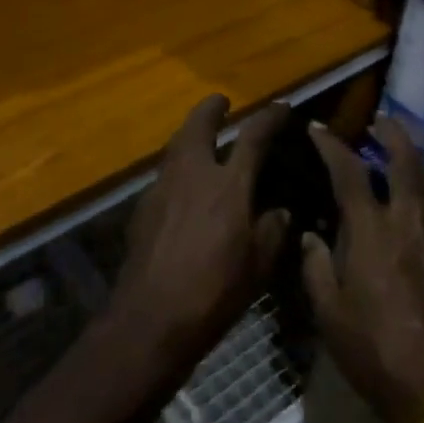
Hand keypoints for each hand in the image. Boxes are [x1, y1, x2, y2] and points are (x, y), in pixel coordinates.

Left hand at [103, 95, 291, 391]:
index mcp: (228, 184)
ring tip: (201, 139)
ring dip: (189, 135)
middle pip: (198, 125)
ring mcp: (162, 189)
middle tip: (221, 102)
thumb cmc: (213, 293)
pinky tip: (182, 188)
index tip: (281, 107)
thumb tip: (279, 211)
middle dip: (211, 109)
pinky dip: (176, 169)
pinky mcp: (142, 210)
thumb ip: (271, 232)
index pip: (253, 137)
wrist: (150, 320)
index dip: (269, 117)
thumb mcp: (257, 267)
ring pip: (176, 147)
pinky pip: (163, 175)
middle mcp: (192, 174)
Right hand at [303, 117, 423, 422]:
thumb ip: (316, 267)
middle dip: (390, 134)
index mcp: (369, 231)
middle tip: (379, 122)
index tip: (317, 128)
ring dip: (417, 158)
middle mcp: (406, 221)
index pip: (347, 172)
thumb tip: (309, 236)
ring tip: (405, 149)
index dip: (330, 145)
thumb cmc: (374, 352)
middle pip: (403, 161)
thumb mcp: (329, 314)